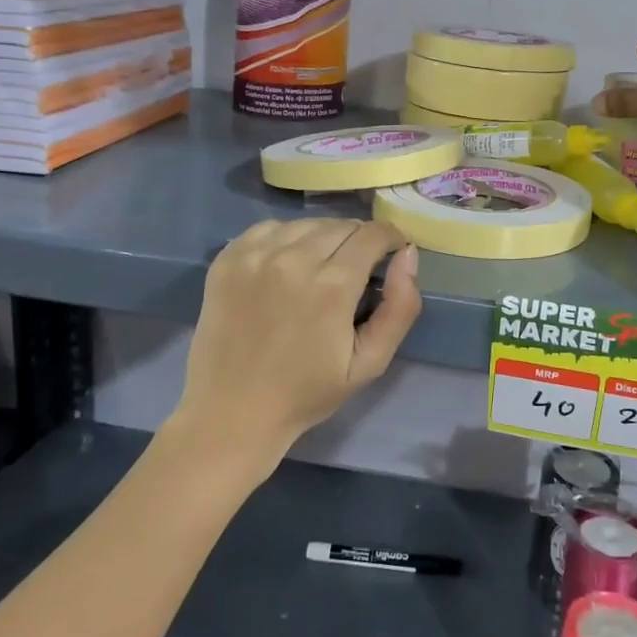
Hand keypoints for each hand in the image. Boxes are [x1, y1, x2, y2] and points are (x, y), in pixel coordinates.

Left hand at [170, 218, 421, 473]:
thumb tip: (408, 254)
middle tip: (357, 269)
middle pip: (341, 226)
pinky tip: (287, 265)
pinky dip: (286, 238)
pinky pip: (270, 228)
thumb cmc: (307, 393)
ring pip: (307, 223)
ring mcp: (255, 256)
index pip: (373, 234)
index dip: (390, 239)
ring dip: (323, 237)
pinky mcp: (228, 259)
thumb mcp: (370, 362)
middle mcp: (293, 259)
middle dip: (359, 240)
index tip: (391, 254)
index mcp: (331, 286)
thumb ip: (400, 308)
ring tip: (322, 266)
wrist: (232, 413)